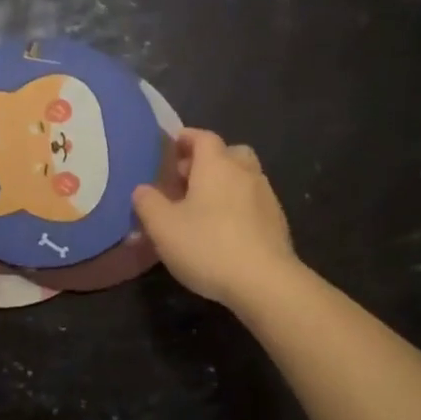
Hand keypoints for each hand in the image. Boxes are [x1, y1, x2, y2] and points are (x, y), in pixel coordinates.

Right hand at [133, 129, 298, 308]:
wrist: (264, 282)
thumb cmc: (207, 246)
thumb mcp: (163, 226)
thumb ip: (148, 203)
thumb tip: (142, 189)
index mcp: (216, 165)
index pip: (203, 137)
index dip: (186, 138)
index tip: (171, 147)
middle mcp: (245, 172)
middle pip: (229, 153)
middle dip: (208, 160)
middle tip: (186, 179)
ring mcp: (266, 197)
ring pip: (244, 177)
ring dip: (225, 184)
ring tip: (203, 207)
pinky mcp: (277, 222)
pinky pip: (253, 202)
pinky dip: (238, 206)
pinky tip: (225, 231)